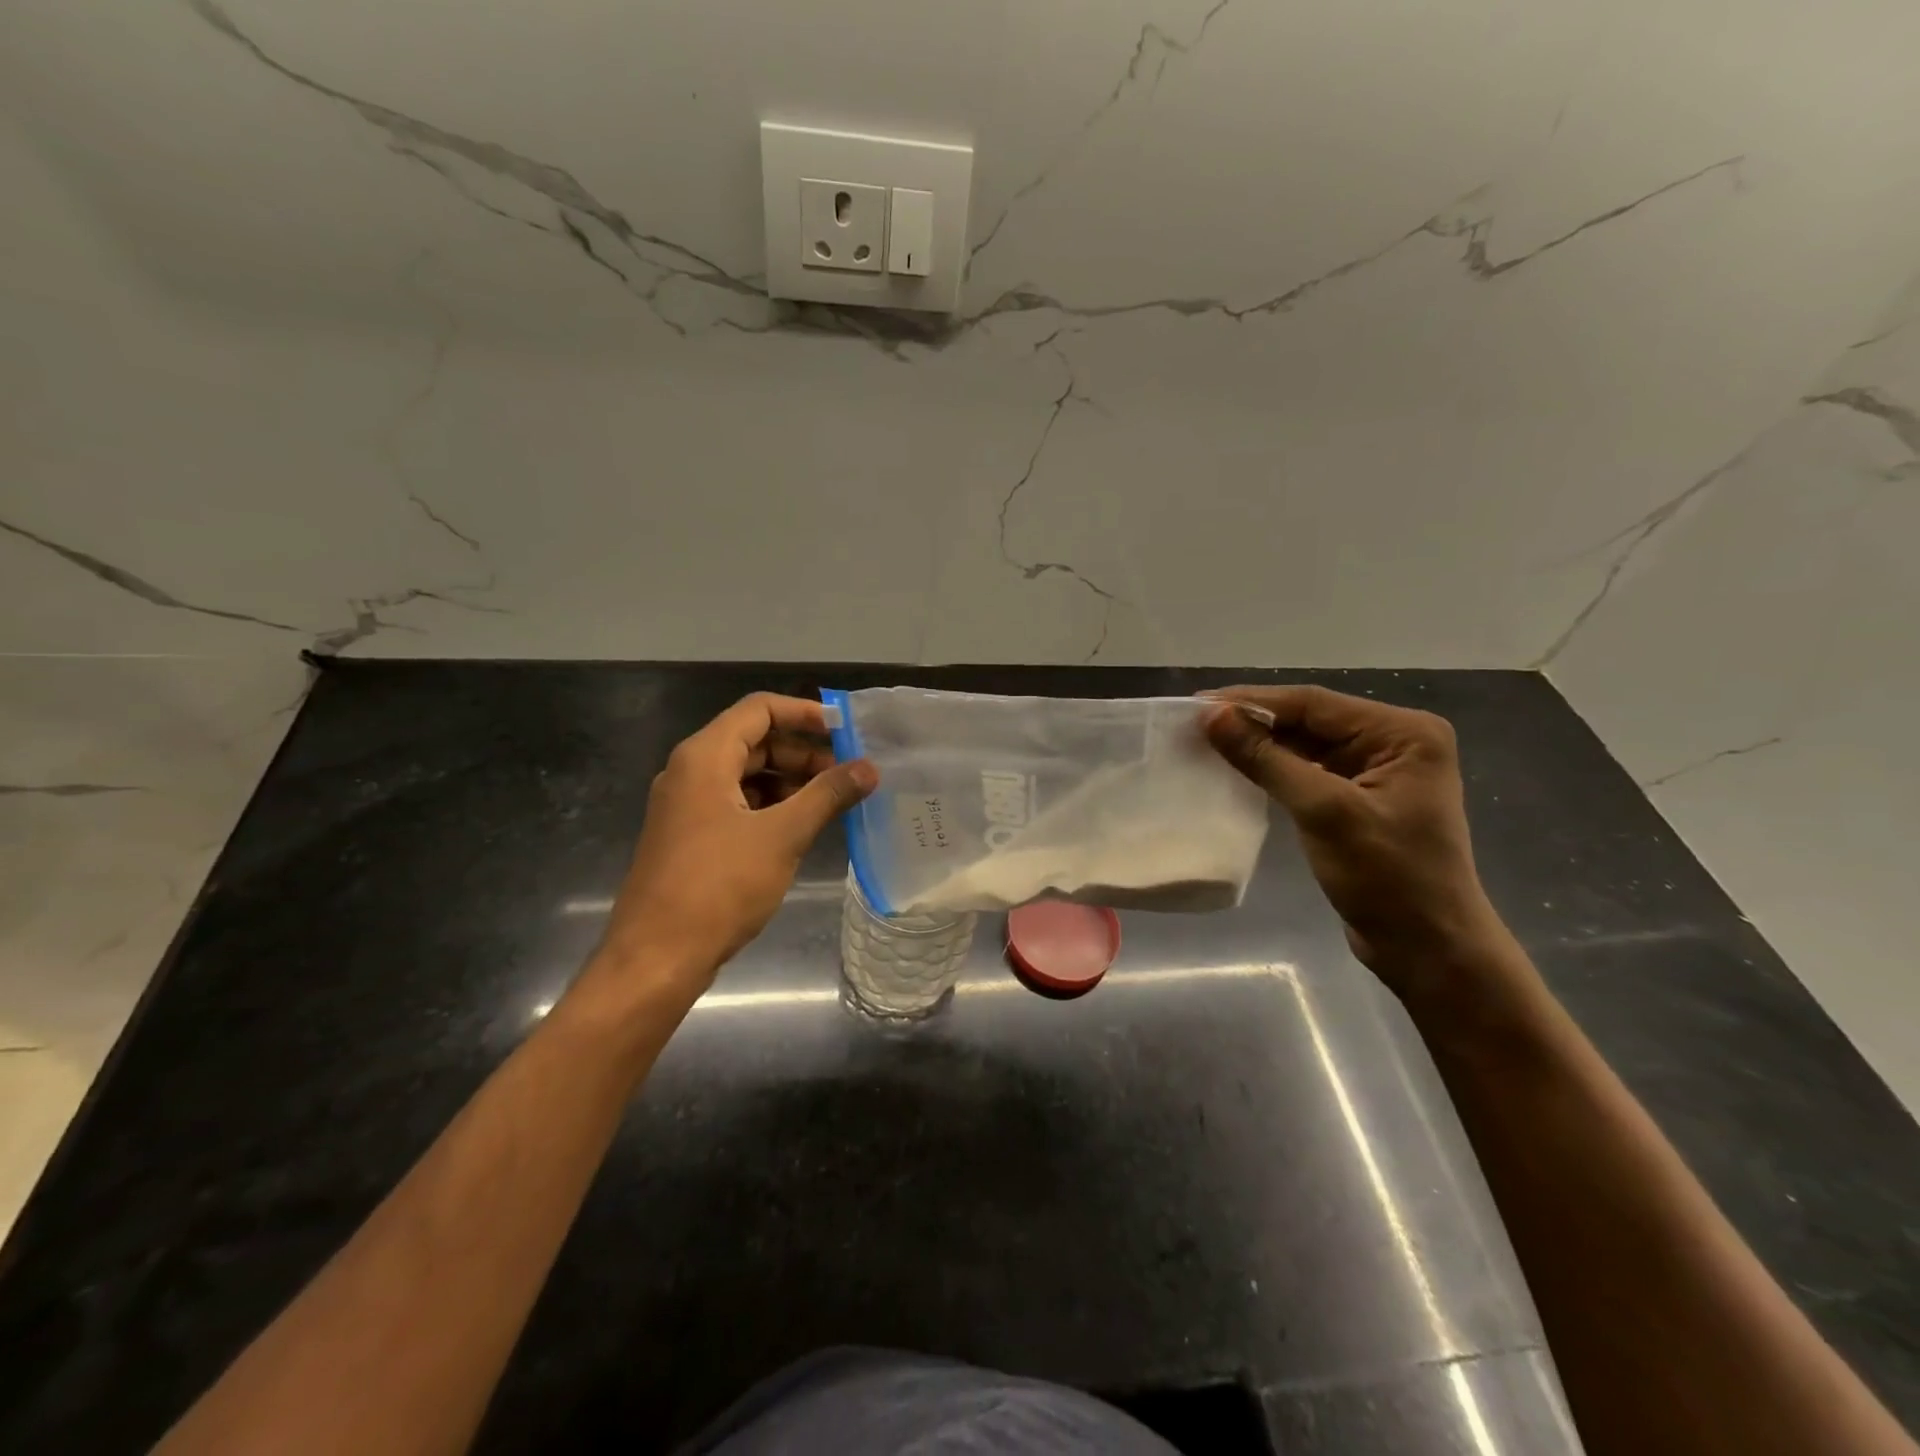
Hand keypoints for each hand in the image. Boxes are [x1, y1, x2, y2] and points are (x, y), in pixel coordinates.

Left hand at [593, 693, 876, 997]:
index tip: (846, 731)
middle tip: (847, 773)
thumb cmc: (718, 887)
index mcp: (704, 757)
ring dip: (790, 781)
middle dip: (803, 752)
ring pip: (746, 775)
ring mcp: (686, 806)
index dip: (805, 713)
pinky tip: (801, 827)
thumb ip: (827, 795)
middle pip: (754, 740)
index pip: (759, 709)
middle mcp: (690, 772)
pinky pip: (736, 804)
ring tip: (832, 801)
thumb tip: (869, 767)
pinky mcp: (689, 836)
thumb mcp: (782, 836)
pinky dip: (770, 806)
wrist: (656, 958)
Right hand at [1204, 685, 1507, 997]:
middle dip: (1252, 721)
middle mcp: (1394, 741)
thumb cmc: (1388, 878)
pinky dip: (1272, 767)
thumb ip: (1267, 759)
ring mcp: (1378, 770)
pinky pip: (1308, 769)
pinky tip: (1237, 766)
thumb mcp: (1324, 812)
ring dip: (1259, 743)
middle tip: (1193, 722)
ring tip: (1205, 739)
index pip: (1314, 704)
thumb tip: (1212, 716)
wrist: (1428, 949)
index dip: (1252, 702)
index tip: (1197, 705)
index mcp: (1403, 732)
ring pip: (1305, 744)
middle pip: (1309, 719)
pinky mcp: (1360, 797)